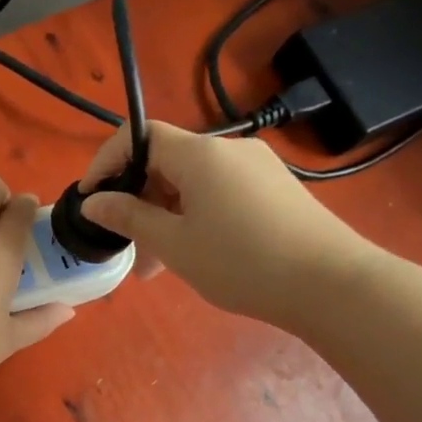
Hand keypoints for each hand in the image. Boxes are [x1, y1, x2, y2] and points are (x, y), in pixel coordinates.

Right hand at [79, 122, 375, 327]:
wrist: (332, 285)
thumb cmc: (242, 262)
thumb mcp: (174, 244)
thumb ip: (128, 218)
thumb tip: (92, 202)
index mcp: (200, 154)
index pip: (139, 136)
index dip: (106, 162)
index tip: (89, 199)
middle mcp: (229, 149)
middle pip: (165, 162)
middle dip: (137, 201)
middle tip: (125, 247)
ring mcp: (257, 168)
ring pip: (192, 184)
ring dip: (164, 216)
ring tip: (156, 267)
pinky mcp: (274, 189)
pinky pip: (218, 194)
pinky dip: (194, 217)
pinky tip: (194, 255)